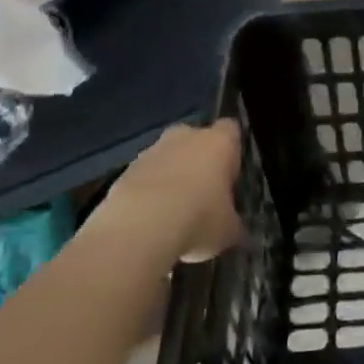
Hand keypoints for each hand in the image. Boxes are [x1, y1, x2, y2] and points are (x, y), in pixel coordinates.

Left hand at [93, 118, 244, 264]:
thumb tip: (238, 232)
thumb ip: (234, 225)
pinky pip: (143, 178)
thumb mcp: (228, 230)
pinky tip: (149, 223)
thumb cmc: (198, 219)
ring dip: (169, 179)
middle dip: (197, 162)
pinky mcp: (124, 171)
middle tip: (202, 196)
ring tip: (172, 216)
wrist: (139, 228)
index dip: (231, 153)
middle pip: (195, 140)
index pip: (231, 131)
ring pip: (167, 158)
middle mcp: (186, 136)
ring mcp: (152, 150)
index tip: (230, 178)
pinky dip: (146, 195)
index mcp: (219, 141)